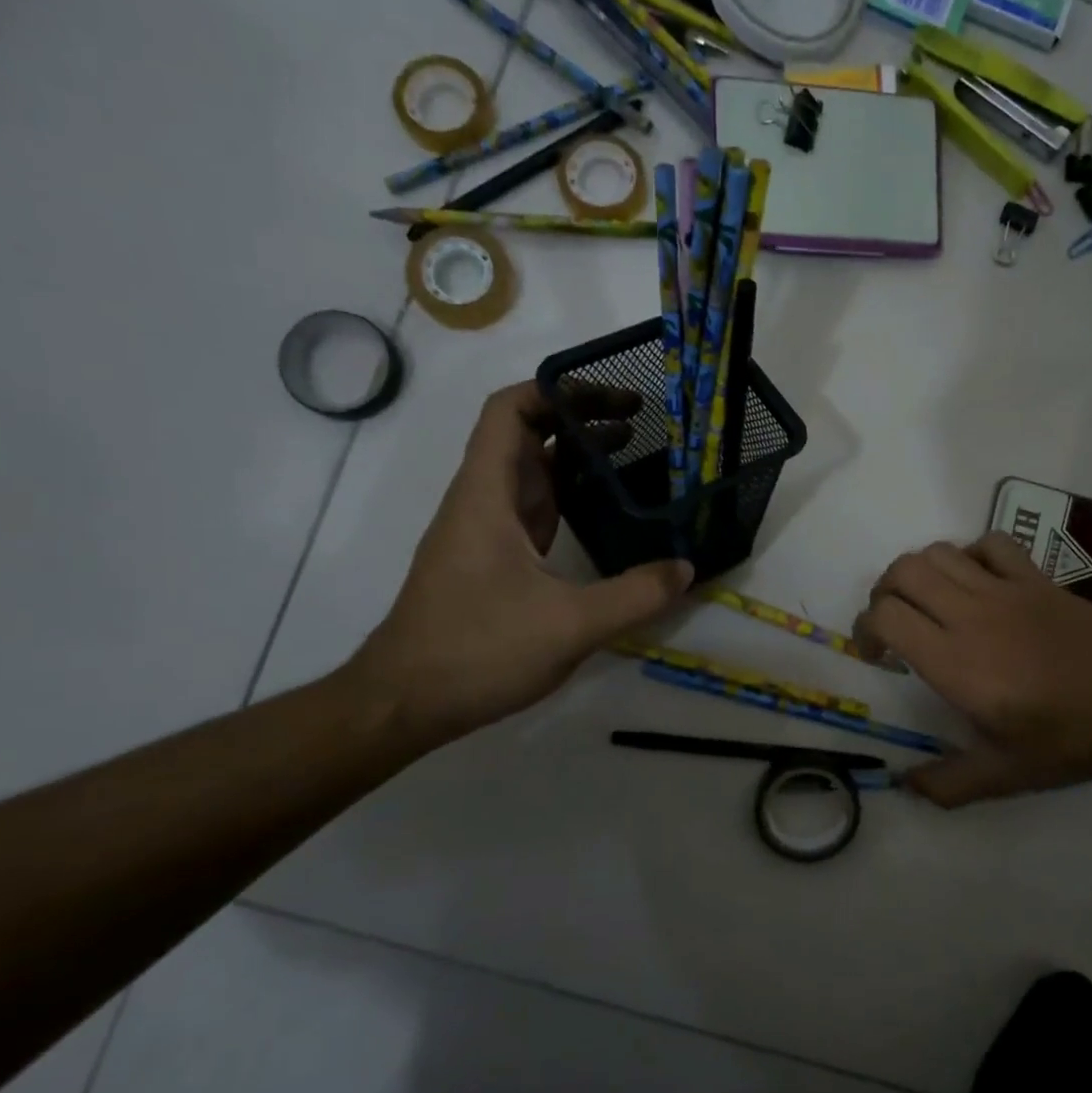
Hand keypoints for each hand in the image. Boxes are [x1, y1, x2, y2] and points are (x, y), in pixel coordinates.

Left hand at [344, 383, 691, 746]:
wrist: (405, 702)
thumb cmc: (476, 650)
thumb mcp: (568, 625)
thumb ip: (634, 596)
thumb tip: (686, 568)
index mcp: (488, 496)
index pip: (509, 411)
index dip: (557, 391)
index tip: (612, 397)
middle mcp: (483, 502)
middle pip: (525, 436)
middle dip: (580, 419)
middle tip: (642, 423)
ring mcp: (486, 533)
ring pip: (531, 474)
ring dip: (577, 458)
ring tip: (635, 456)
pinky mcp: (493, 562)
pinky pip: (535, 510)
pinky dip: (570, 497)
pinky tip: (606, 512)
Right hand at [854, 533, 1091, 806]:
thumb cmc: (1066, 740)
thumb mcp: (1003, 775)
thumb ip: (947, 784)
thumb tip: (905, 785)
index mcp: (954, 662)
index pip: (886, 616)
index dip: (866, 630)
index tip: (877, 656)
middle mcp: (970, 615)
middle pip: (903, 572)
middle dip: (884, 593)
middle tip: (894, 623)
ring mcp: (1006, 590)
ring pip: (940, 552)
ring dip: (920, 572)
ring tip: (929, 601)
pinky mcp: (1036, 579)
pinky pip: (992, 545)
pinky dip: (971, 554)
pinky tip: (976, 582)